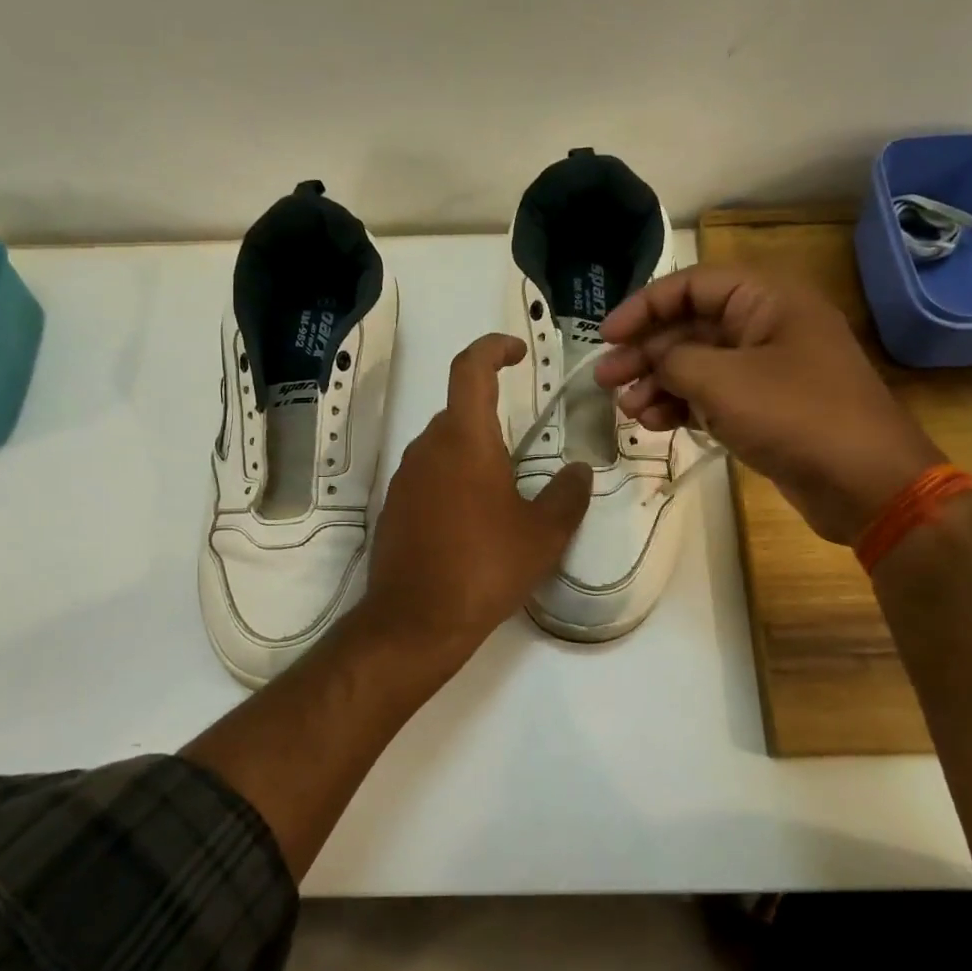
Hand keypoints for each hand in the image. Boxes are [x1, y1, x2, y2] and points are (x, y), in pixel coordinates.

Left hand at [363, 334, 591, 657]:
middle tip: (523, 451)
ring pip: (442, 446)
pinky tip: (471, 522)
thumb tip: (579, 471)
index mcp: (465, 439)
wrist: (415, 621)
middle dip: (491, 418)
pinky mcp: (392, 507)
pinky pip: (427, 477)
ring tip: (502, 494)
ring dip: (471, 454)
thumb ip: (567, 495)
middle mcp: (428, 448)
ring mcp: (404, 478)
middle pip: (459, 412)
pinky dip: (451, 482)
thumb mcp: (543, 534)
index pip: (471, 368)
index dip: (493, 348)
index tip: (516, 352)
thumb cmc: (485, 567)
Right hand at [594, 266, 942, 543]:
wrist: (864, 483)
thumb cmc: (795, 416)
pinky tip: (654, 424)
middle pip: (690, 327)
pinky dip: (682, 406)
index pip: (691, 285)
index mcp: (766, 300)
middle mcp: (766, 326)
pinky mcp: (766, 408)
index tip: (606, 336)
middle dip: (645, 353)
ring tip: (627, 410)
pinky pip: (713, 396)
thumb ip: (674, 360)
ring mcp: (767, 370)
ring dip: (658, 383)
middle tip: (605, 380)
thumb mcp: (722, 381)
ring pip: (698, 365)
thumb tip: (652, 358)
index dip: (643, 306)